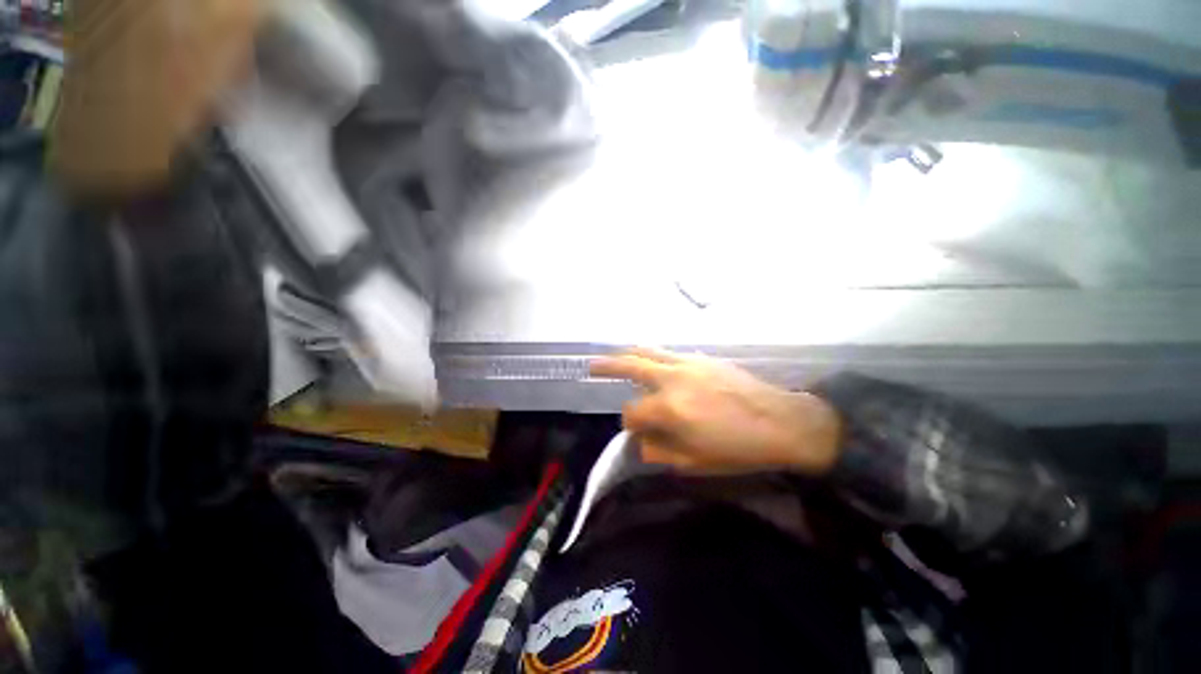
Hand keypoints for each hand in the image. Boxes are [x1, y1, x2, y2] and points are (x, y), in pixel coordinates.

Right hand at [590, 348, 841, 475]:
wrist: (781, 421)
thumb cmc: (738, 448)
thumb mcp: (694, 462)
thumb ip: (659, 451)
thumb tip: (640, 441)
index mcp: (669, 409)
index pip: (632, 413)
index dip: (630, 425)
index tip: (637, 431)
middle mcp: (672, 379)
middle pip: (631, 365)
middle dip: (607, 366)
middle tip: (591, 366)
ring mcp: (687, 363)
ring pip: (647, 351)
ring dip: (627, 354)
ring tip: (613, 356)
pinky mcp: (701, 357)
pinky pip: (668, 352)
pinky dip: (652, 355)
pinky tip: (650, 362)